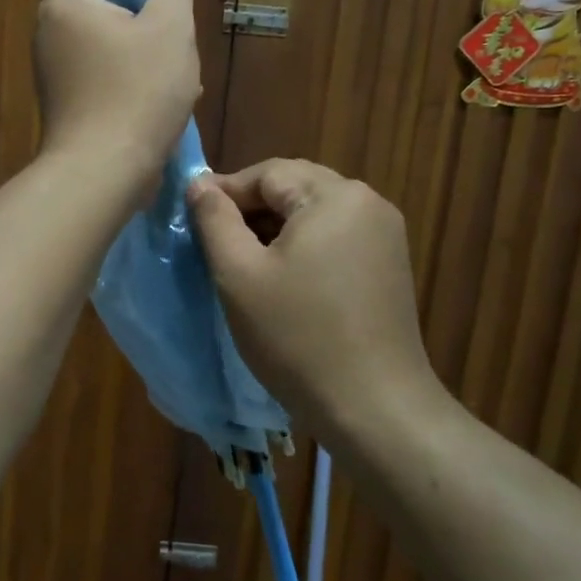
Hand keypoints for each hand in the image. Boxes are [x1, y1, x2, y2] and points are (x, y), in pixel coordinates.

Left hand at [33, 0, 199, 198]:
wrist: (106, 173)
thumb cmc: (138, 90)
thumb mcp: (172, 26)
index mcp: (61, 5)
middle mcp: (47, 36)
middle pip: (96, 7)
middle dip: (137, 17)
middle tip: (170, 35)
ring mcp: (54, 77)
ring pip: (106, 48)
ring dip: (141, 56)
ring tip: (177, 77)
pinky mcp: (67, 109)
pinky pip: (103, 81)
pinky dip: (131, 87)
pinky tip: (163, 107)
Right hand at [187, 159, 434, 425]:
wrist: (374, 407)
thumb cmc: (298, 337)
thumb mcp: (239, 275)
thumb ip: (215, 220)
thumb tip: (200, 184)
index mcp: (335, 195)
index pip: (267, 173)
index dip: (225, 192)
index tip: (191, 217)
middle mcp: (368, 203)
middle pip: (295, 187)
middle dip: (251, 209)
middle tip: (213, 240)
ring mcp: (385, 235)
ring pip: (315, 213)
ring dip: (276, 228)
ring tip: (242, 260)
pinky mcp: (390, 265)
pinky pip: (336, 237)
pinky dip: (304, 246)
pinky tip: (282, 278)